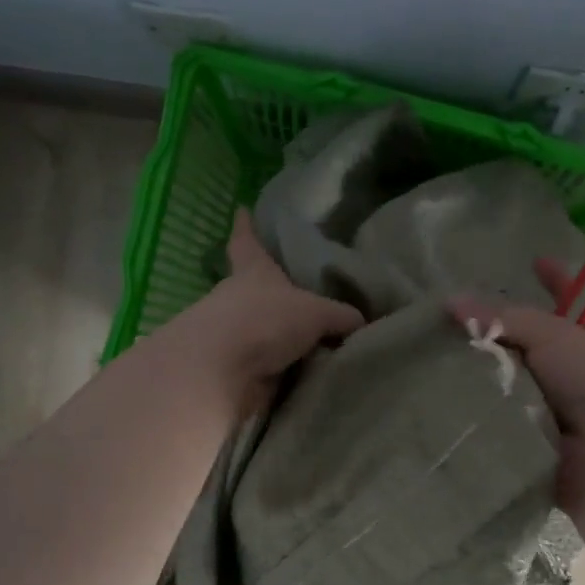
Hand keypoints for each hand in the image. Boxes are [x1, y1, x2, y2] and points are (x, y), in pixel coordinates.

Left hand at [176, 210, 363, 408]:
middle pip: (254, 290)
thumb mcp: (316, 313)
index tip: (241, 210)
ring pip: (262, 331)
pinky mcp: (236, 371)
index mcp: (252, 272)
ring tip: (319, 342)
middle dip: (274, 294)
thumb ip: (341, 316)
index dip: (245, 227)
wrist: (222, 373)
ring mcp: (234, 337)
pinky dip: (286, 370)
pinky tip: (311, 374)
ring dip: (282, 338)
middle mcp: (238, 300)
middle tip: (303, 294)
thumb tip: (362, 322)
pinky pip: (268, 367)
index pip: (247, 242)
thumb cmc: (264, 321)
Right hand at [450, 257, 584, 510]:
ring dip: (476, 377)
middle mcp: (571, 373)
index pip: (573, 299)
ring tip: (426, 361)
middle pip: (527, 345)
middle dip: (494, 333)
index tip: (533, 260)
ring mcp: (550, 411)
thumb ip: (505, 318)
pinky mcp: (528, 444)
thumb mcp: (556, 336)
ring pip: (505, 384)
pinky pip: (493, 422)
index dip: (557, 278)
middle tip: (447, 322)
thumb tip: (450, 301)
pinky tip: (435, 404)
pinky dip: (472, 415)